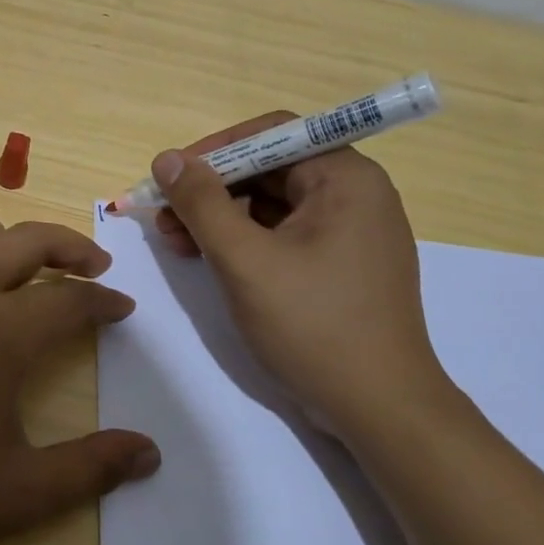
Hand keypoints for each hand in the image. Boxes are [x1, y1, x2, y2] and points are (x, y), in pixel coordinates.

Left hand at [0, 200, 161, 544]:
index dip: (105, 302)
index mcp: (2, 332)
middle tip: (92, 266)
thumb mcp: (18, 493)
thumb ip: (90, 468)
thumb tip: (150, 453)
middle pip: (28, 240)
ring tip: (7, 261)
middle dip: (71, 246)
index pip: (71, 299)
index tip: (121, 309)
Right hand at [151, 113, 449, 435]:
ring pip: (272, 203)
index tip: (172, 175)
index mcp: (346, 178)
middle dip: (212, 188)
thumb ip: (202, 203)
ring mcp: (350, 232)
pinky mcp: (340, 265)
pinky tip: (207, 258)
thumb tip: (168, 159)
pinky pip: (284, 234)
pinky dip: (244, 240)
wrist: (379, 410)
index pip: (272, 134)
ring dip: (220, 216)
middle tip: (164, 215)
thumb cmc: (313, 325)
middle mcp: (354, 194)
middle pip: (269, 168)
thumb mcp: (245, 260)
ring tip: (175, 240)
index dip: (215, 149)